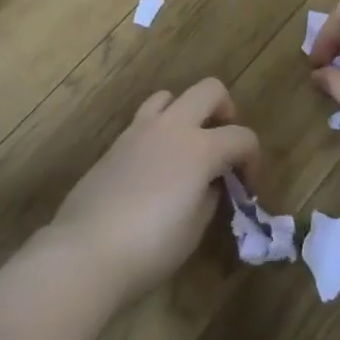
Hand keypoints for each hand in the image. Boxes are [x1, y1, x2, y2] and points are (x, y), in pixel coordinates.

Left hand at [49, 78, 259, 303]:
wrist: (86, 250)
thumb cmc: (150, 247)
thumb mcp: (194, 228)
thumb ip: (209, 196)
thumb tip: (210, 183)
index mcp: (200, 148)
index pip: (242, 137)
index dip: (253, 160)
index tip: (247, 188)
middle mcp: (172, 126)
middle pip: (209, 90)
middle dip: (225, 111)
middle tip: (223, 145)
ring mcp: (140, 129)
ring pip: (171, 96)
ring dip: (187, 113)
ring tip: (186, 148)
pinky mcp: (117, 141)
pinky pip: (145, 118)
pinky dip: (160, 129)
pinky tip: (156, 164)